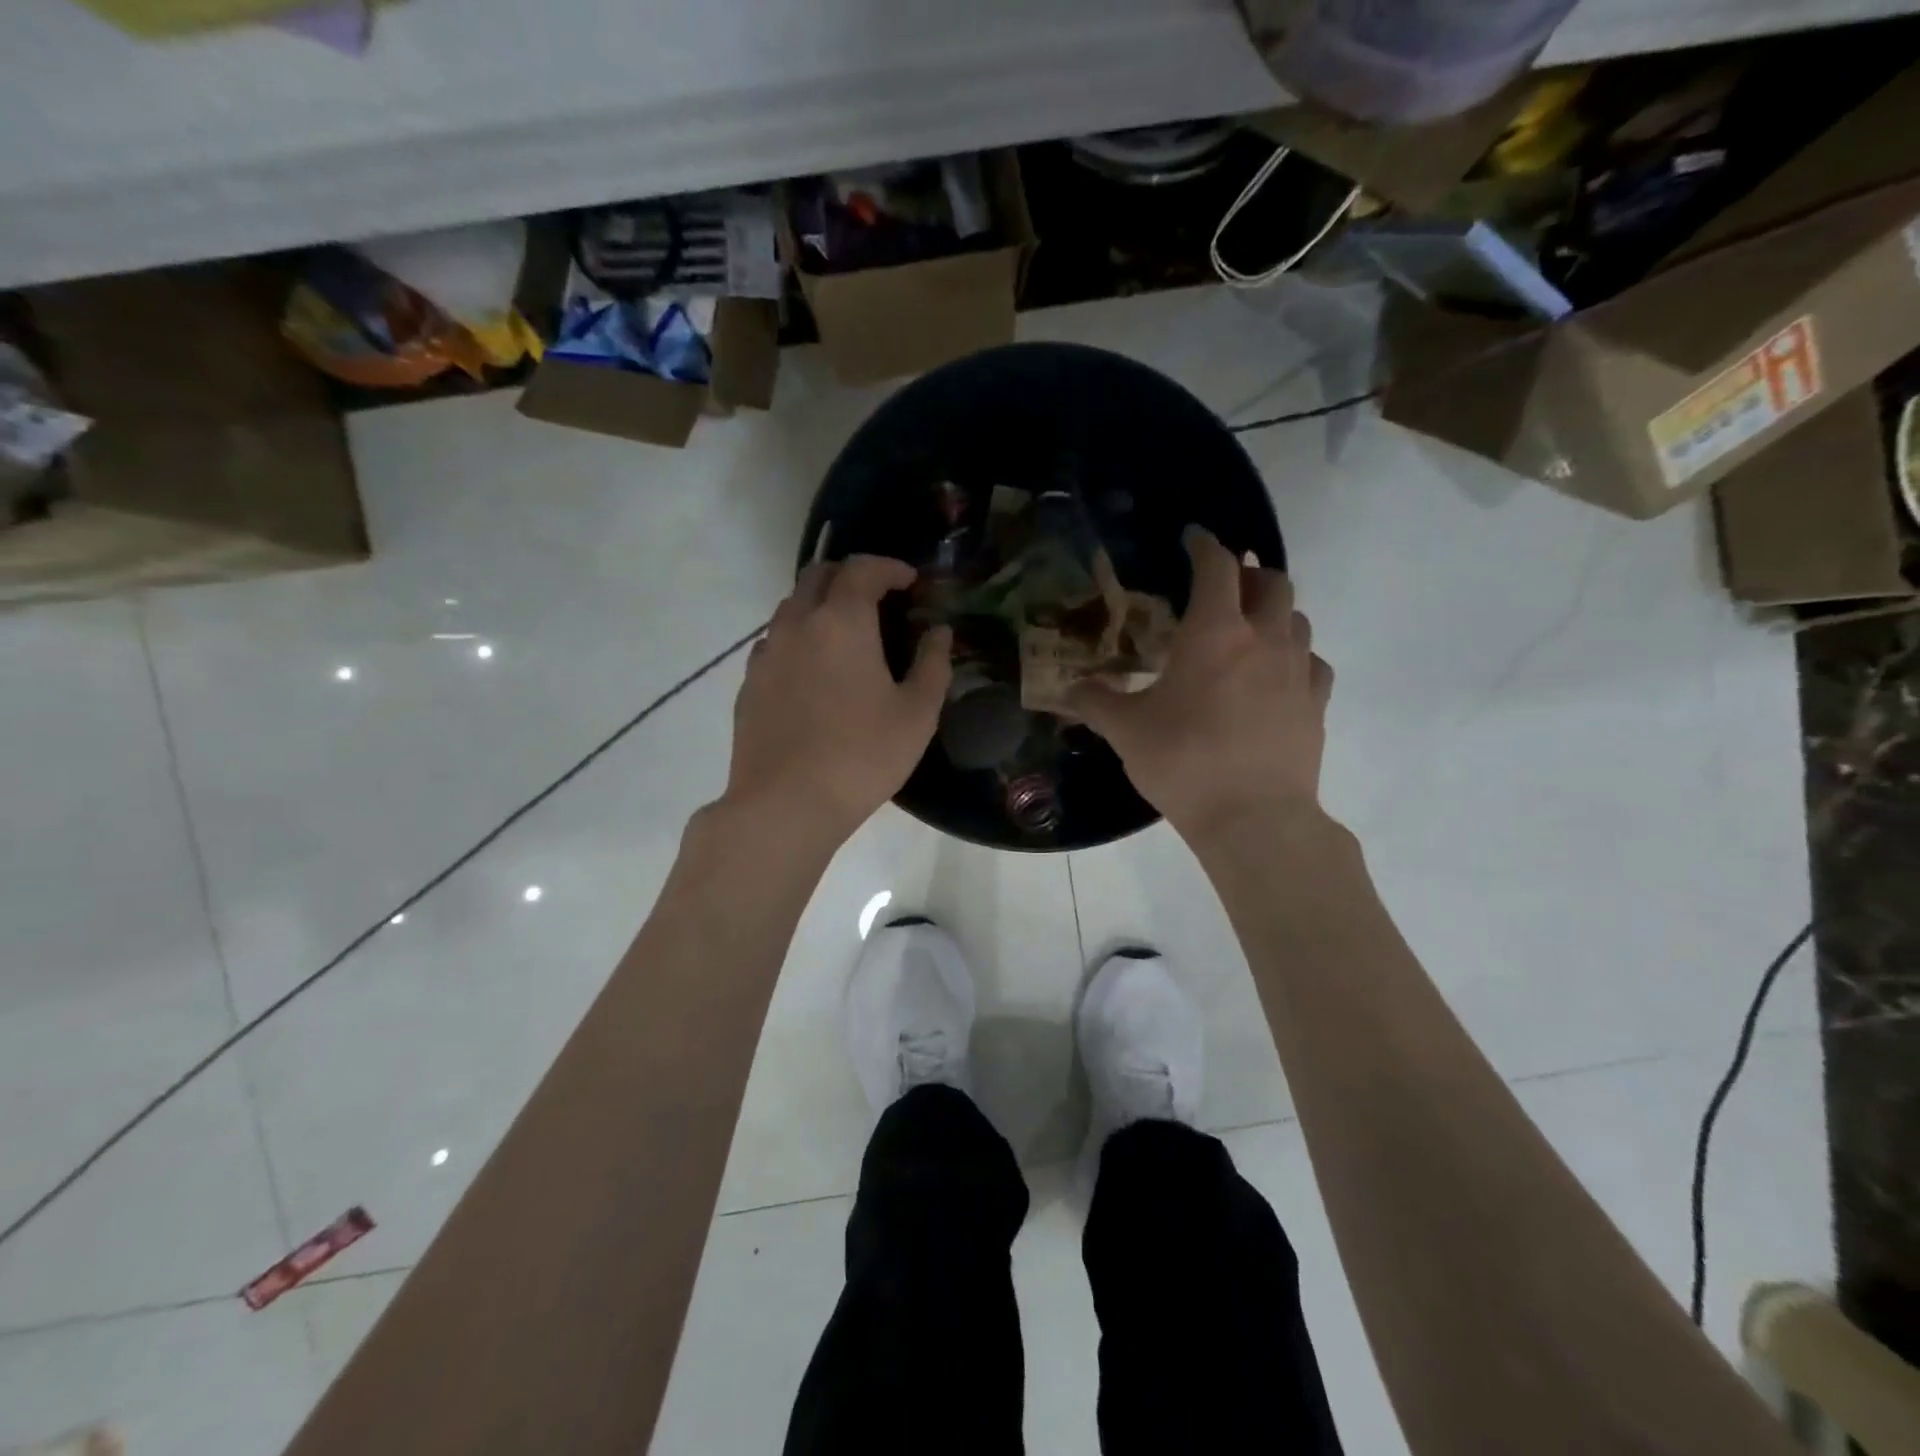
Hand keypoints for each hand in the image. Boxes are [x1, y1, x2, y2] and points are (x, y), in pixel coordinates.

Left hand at [722, 555, 951, 845]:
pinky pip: (774, 642)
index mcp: (841, 621)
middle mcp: (797, 624)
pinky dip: (798, 638)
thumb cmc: (862, 756)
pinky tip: (814, 671)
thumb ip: (933, 665)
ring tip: (847, 635)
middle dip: (850, 576)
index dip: (889, 567)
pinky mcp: (749, 683)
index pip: (862, 569)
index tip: (911, 582)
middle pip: (818, 576)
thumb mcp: (917, 714)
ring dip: (821, 605)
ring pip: (791, 607)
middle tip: (878, 599)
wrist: (785, 804)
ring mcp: (766, 653)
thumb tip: (939, 632)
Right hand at [1069, 527, 1332, 843]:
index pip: (1217, 567)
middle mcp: (1264, 639)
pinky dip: (1295, 656)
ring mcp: (1298, 671)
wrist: (1254, 818)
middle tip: (1224, 587)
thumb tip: (1067, 690)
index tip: (1193, 538)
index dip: (1205, 545)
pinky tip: (1277, 675)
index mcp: (1215, 633)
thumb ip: (1095, 703)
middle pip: (1272, 581)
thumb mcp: (1126, 732)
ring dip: (1274, 612)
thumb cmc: (1184, 762)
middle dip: (1249, 574)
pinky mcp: (1316, 704)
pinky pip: (1313, 662)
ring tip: (1248, 629)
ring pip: (1297, 618)